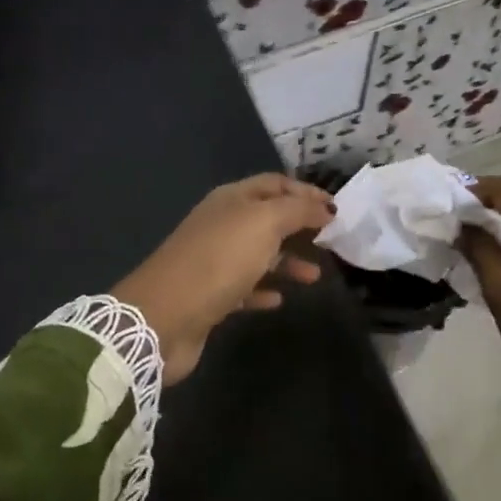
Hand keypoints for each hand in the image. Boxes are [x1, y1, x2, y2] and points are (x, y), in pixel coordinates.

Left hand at [112, 174, 332, 383]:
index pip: (275, 184)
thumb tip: (325, 207)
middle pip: (267, 218)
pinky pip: (245, 287)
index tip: (337, 209)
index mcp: (231, 200)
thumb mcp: (264, 223)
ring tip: (315, 276)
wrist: (164, 316)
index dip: (306, 192)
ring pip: (259, 255)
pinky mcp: (210, 296)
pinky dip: (264, 289)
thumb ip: (298, 210)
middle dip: (300, 226)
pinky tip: (279, 299)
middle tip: (331, 240)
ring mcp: (214, 261)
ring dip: (288, 262)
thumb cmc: (218, 260)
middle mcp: (221, 225)